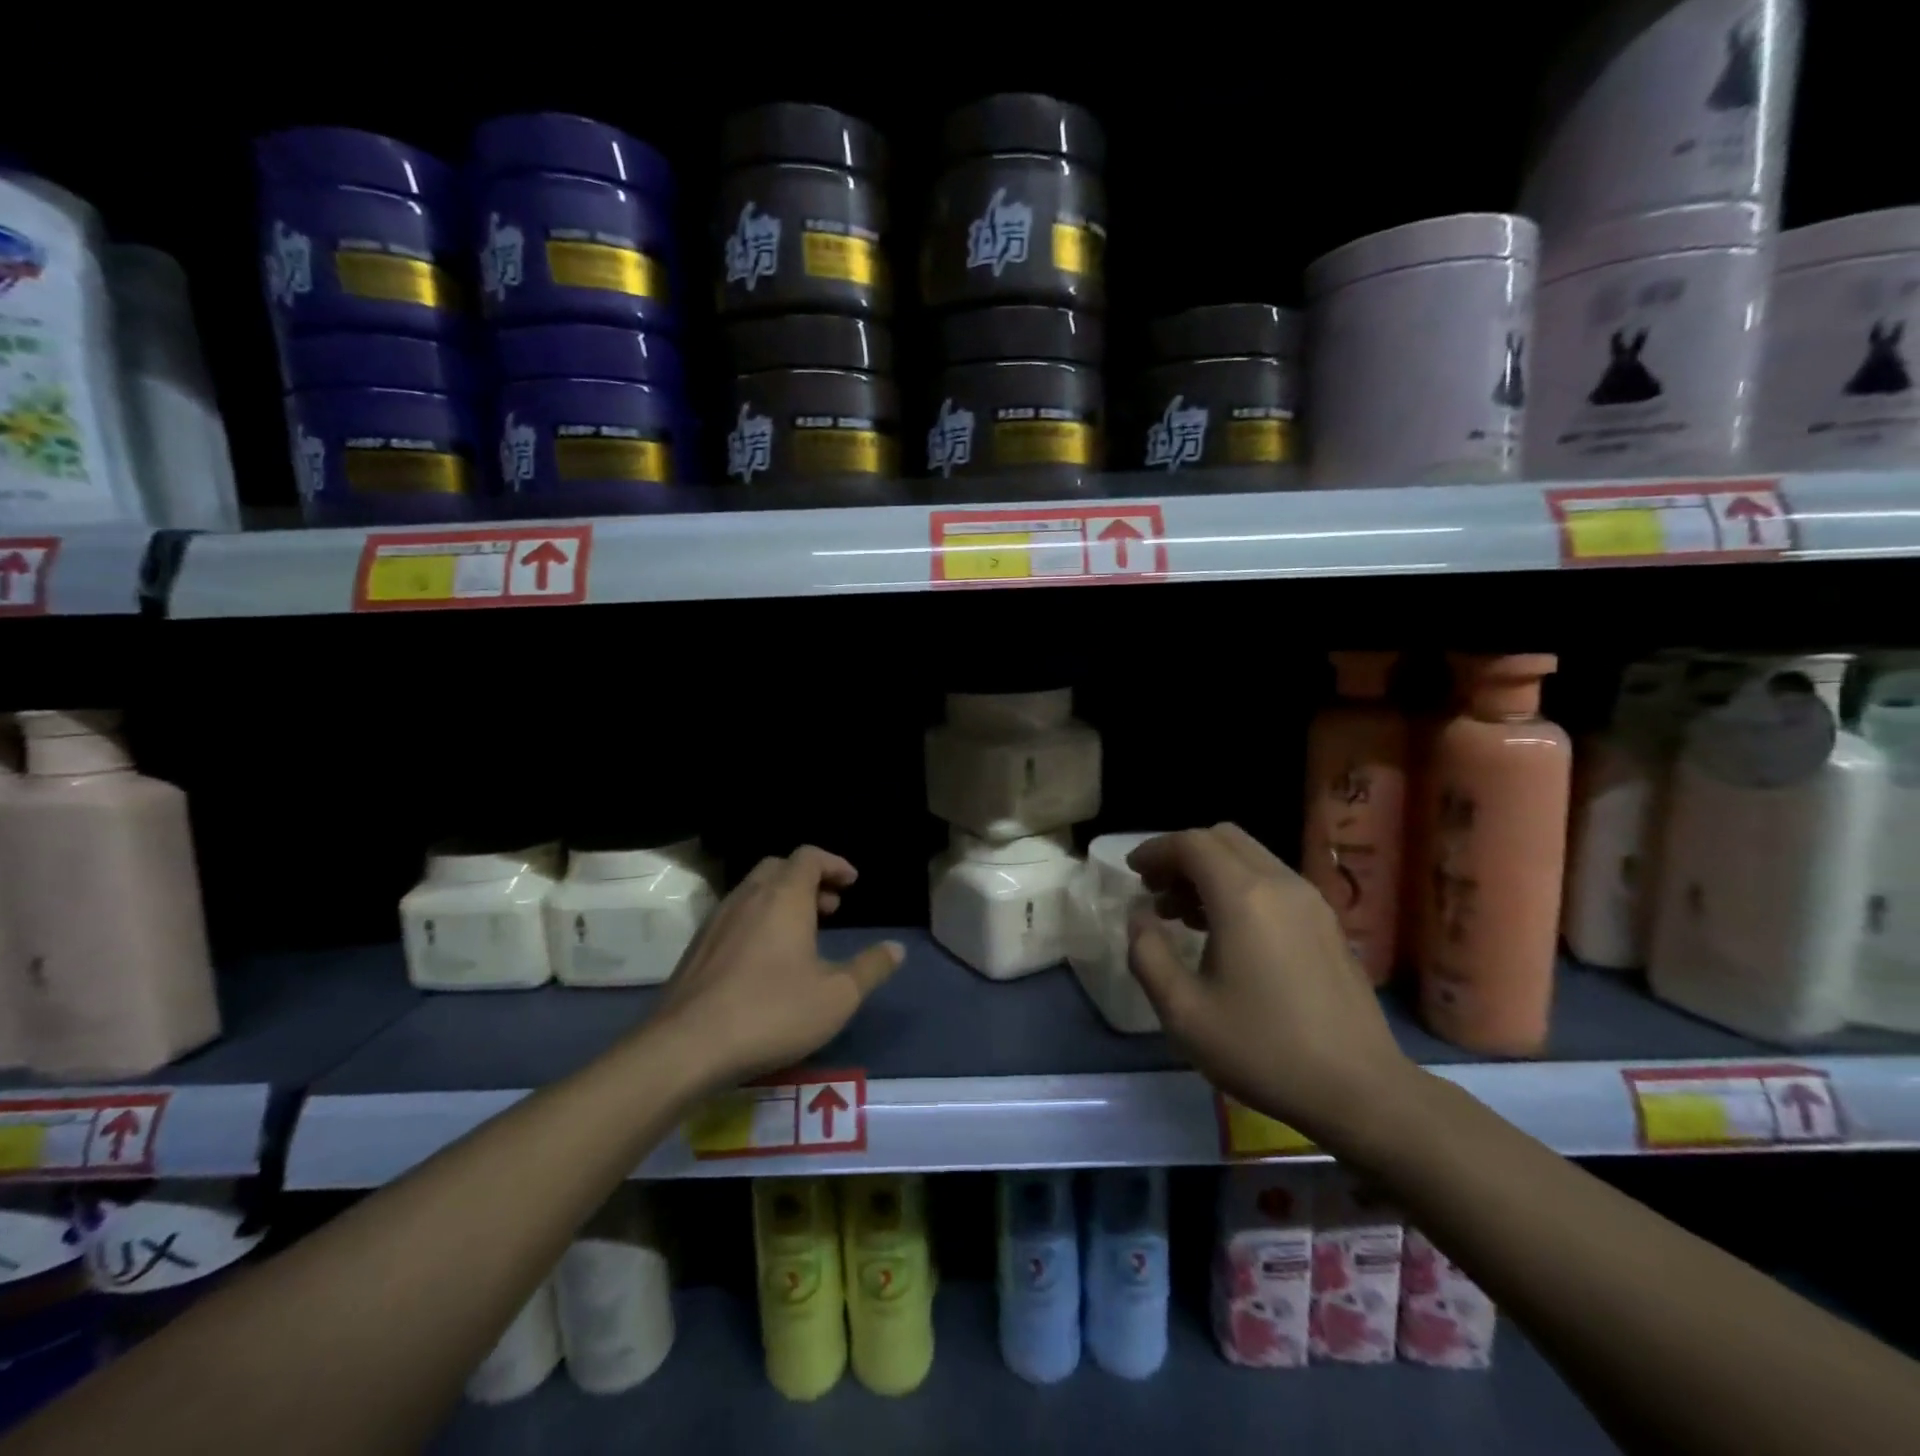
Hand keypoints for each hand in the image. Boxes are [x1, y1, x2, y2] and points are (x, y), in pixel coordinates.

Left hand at [653, 847, 903, 1086]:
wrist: (687, 1046)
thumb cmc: (772, 1013)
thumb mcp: (837, 996)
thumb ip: (870, 968)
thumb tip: (896, 948)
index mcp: (784, 897)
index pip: (809, 857)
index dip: (834, 863)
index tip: (852, 882)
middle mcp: (748, 897)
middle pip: (779, 867)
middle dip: (808, 879)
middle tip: (831, 907)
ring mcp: (717, 920)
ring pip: (754, 890)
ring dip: (782, 899)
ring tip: (803, 934)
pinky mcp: (697, 947)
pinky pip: (735, 915)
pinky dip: (758, 919)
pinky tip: (765, 959)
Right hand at [1125, 824, 1415, 1140]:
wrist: (1361, 1091)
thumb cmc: (1262, 1049)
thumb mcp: (1183, 1012)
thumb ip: (1148, 954)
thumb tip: (1139, 917)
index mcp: (1243, 896)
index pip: (1191, 844)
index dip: (1155, 850)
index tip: (1133, 871)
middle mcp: (1280, 883)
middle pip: (1223, 839)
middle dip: (1182, 855)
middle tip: (1156, 890)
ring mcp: (1311, 901)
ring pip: (1251, 857)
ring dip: (1211, 871)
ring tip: (1184, 914)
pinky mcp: (1328, 923)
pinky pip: (1273, 881)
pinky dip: (1240, 886)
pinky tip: (1228, 933)